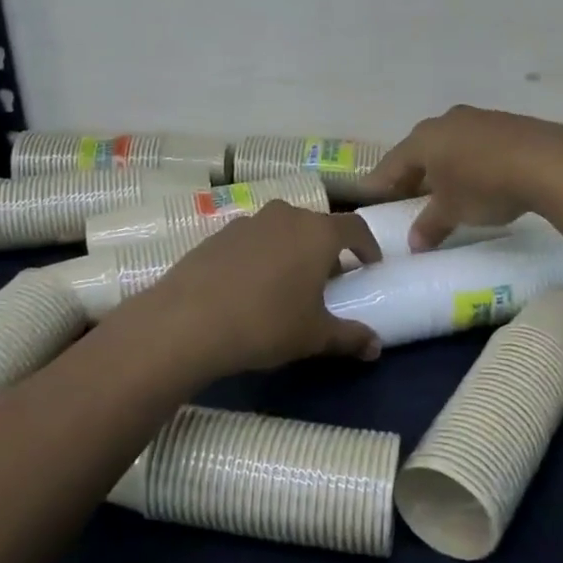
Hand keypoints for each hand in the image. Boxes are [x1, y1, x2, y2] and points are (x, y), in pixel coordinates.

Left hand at [133, 202, 383, 375]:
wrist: (187, 321)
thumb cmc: (266, 323)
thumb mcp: (314, 336)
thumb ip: (350, 336)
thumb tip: (375, 347)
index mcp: (317, 232)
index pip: (355, 227)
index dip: (368, 246)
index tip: (370, 266)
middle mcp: (285, 215)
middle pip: (317, 226)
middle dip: (328, 250)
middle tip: (329, 281)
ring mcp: (248, 221)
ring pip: (282, 230)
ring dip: (292, 250)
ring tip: (288, 283)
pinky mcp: (217, 234)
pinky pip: (252, 240)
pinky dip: (261, 256)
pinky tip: (250, 287)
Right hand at [361, 106, 562, 249]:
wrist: (548, 161)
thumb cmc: (484, 185)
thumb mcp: (453, 211)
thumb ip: (430, 226)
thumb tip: (414, 244)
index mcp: (423, 139)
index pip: (392, 163)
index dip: (380, 183)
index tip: (369, 196)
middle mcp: (446, 121)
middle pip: (420, 150)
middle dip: (413, 173)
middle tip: (406, 195)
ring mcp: (478, 118)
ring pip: (450, 144)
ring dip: (444, 165)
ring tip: (445, 188)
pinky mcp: (507, 123)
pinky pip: (476, 143)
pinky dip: (470, 160)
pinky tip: (479, 177)